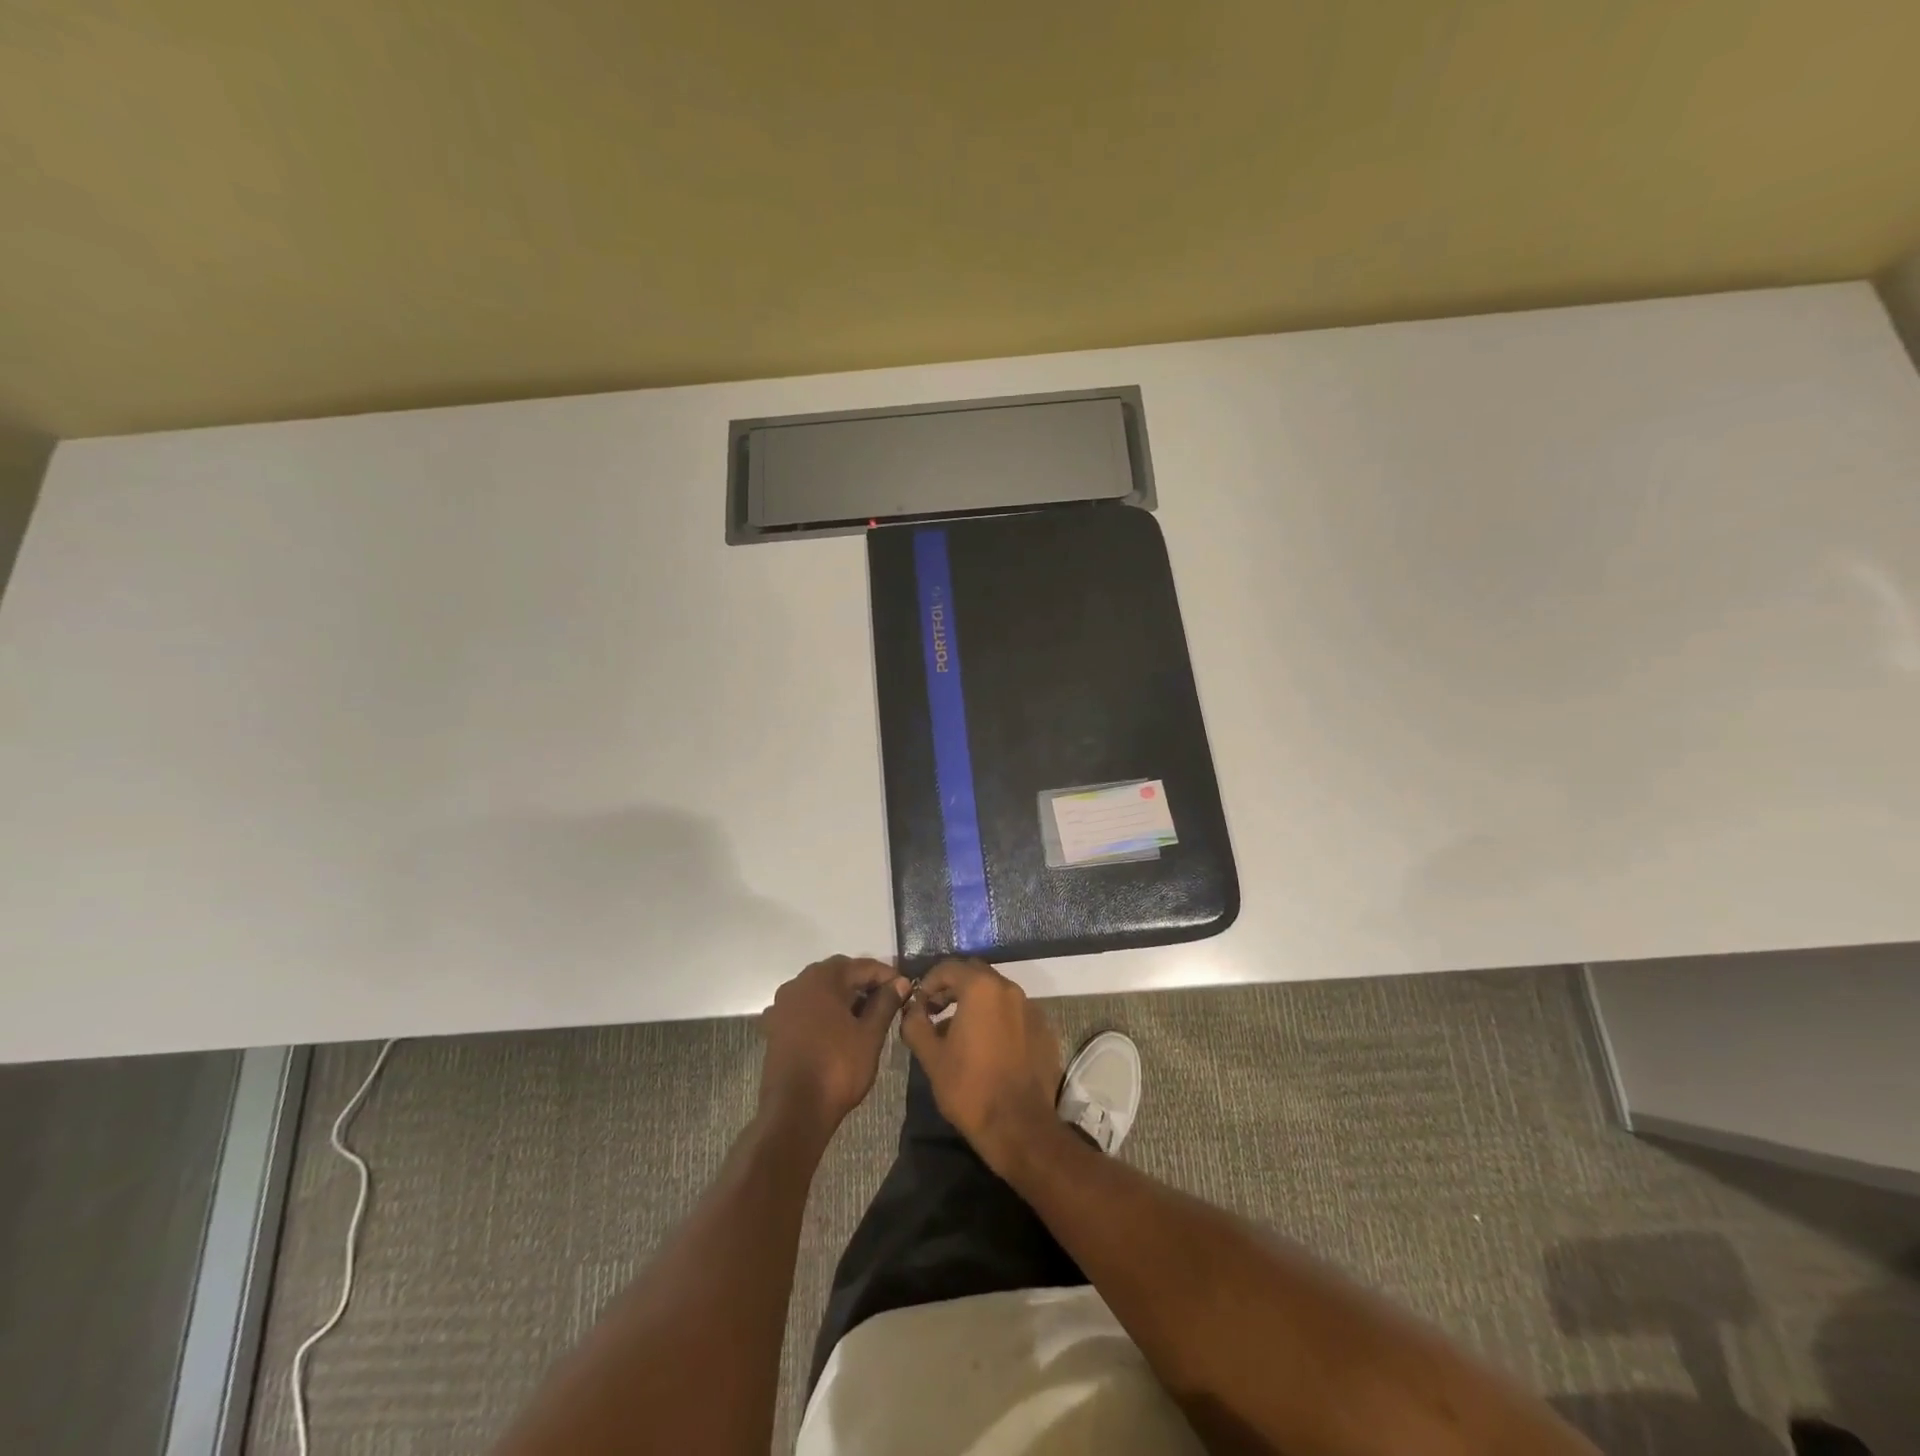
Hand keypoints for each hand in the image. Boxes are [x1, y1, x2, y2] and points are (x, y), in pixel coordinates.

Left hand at [758, 956, 908, 1135]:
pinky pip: (805, 1008)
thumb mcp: (870, 1035)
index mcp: (821, 979)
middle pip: (837, 973)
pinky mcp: (775, 1027)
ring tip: (866, 1014)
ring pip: (820, 990)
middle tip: (888, 999)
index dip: (886, 975)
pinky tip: (838, 1028)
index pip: (861, 966)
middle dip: (863, 983)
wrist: (794, 1112)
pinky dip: (823, 1011)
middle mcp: (797, 984)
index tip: (905, 988)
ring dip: (843, 997)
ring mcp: (782, 1006)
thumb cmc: (837, 1068)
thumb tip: (900, 982)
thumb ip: (885, 1003)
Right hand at [898, 959, 1063, 1176]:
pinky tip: (987, 1046)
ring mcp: (1031, 1008)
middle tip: (936, 1010)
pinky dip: (997, 1018)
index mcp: (981, 988)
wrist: (1019, 1126)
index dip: (928, 982)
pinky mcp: (1044, 1029)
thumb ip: (916, 1024)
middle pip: (975, 974)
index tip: (918, 1004)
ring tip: (959, 1031)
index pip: (948, 968)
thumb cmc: (969, 1088)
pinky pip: (1015, 1012)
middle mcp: (1009, 989)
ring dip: (975, 1002)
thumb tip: (912, 1009)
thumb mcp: (931, 1056)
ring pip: (996, 992)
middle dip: (952, 987)